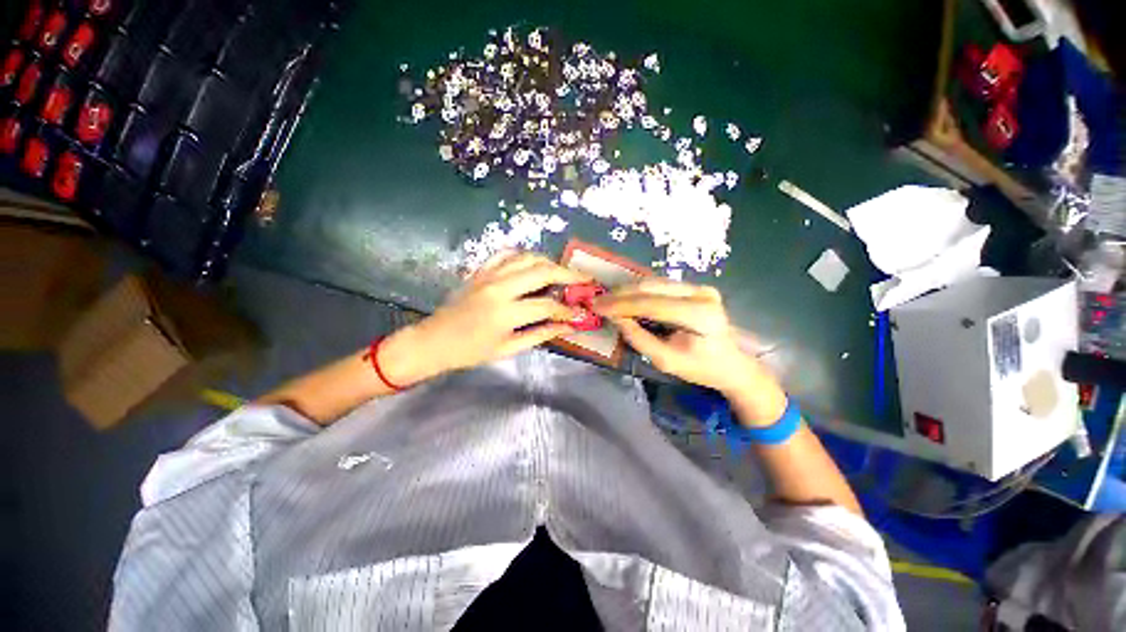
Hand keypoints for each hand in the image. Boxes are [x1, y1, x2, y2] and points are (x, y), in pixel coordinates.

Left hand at [380, 252, 589, 384]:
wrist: (434, 340)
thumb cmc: (471, 351)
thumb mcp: (508, 349)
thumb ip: (541, 334)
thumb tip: (568, 326)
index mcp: (505, 313)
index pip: (547, 306)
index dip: (567, 310)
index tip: (579, 312)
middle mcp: (499, 288)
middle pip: (542, 271)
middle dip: (568, 274)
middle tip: (585, 279)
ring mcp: (488, 275)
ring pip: (527, 257)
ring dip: (549, 262)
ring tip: (562, 272)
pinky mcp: (480, 270)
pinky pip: (506, 254)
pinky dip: (524, 255)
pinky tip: (533, 263)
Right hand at [592, 279, 786, 424]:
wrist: (731, 363)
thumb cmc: (700, 368)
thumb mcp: (666, 361)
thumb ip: (639, 338)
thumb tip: (616, 317)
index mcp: (700, 315)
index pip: (652, 304)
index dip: (621, 304)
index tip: (597, 306)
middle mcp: (702, 294)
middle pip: (653, 287)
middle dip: (621, 294)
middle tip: (598, 301)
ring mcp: (701, 287)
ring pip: (655, 282)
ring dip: (628, 290)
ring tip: (608, 299)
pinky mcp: (697, 287)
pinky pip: (661, 285)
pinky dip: (640, 291)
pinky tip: (625, 297)